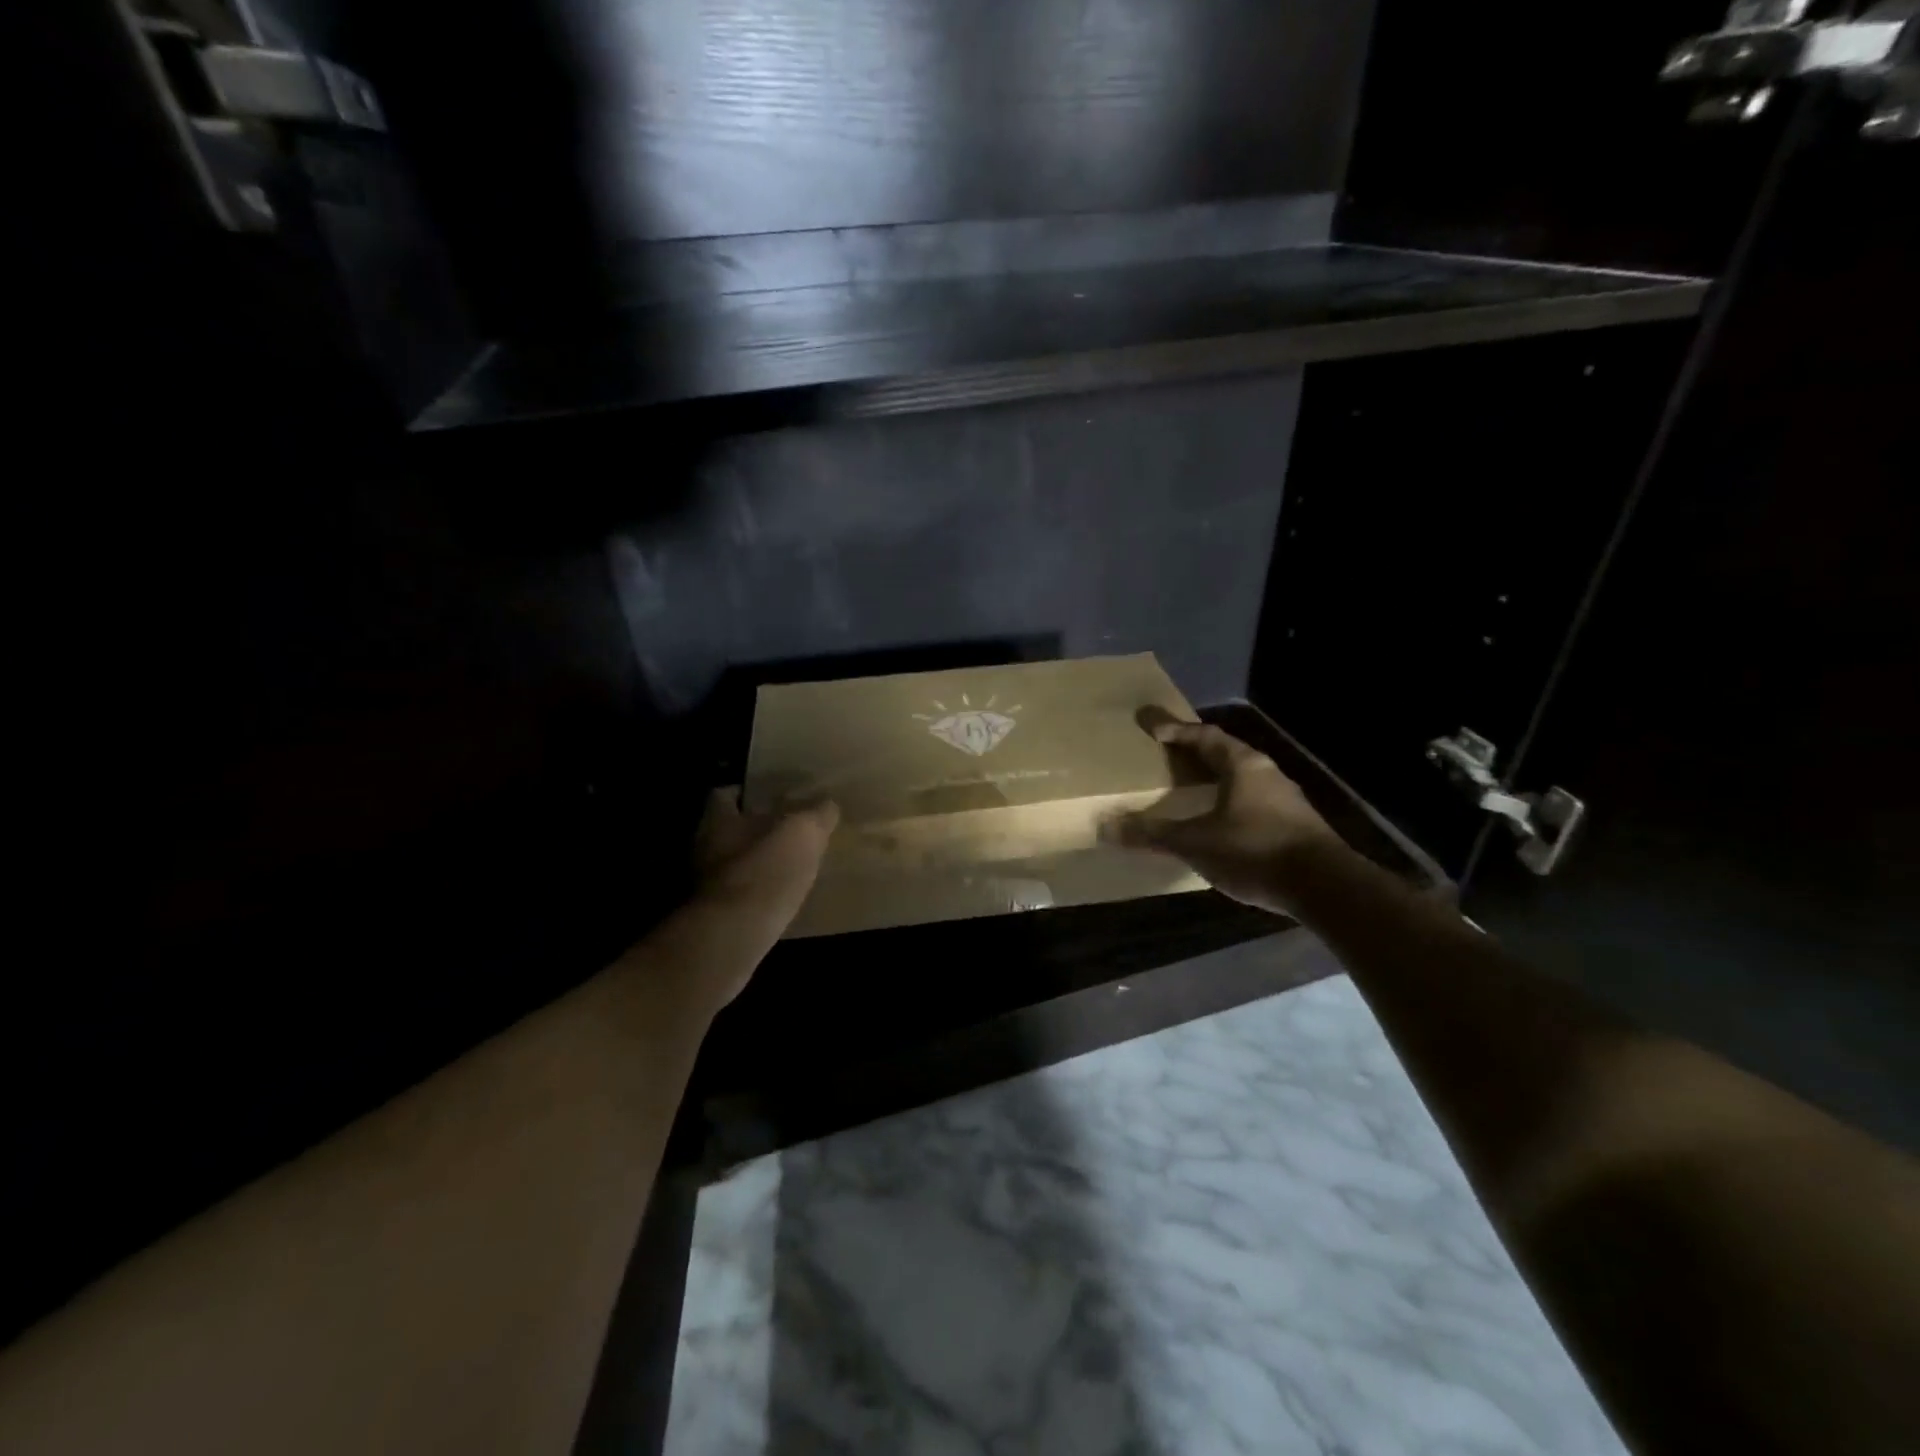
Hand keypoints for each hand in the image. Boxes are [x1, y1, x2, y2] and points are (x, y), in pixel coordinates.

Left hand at [663, 789, 837, 1008]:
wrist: (733, 938)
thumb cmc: (765, 871)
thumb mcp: (803, 832)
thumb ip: (817, 814)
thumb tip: (828, 804)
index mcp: (718, 820)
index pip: (724, 795)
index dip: (747, 794)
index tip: (772, 797)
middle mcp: (704, 849)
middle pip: (729, 831)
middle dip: (755, 831)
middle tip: (790, 832)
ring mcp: (706, 886)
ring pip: (735, 865)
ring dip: (759, 865)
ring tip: (792, 867)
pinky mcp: (715, 918)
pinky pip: (741, 897)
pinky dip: (758, 896)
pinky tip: (783, 899)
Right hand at [1111, 717, 1346, 915]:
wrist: (1325, 887)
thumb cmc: (1255, 850)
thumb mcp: (1196, 843)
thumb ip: (1153, 834)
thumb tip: (1107, 827)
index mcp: (1243, 766)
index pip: (1206, 736)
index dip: (1178, 730)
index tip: (1153, 728)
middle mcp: (1268, 774)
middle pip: (1226, 754)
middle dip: (1196, 754)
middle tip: (1169, 755)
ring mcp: (1286, 801)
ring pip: (1242, 780)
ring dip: (1216, 781)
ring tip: (1191, 790)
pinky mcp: (1295, 827)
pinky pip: (1253, 803)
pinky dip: (1230, 805)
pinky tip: (1219, 825)